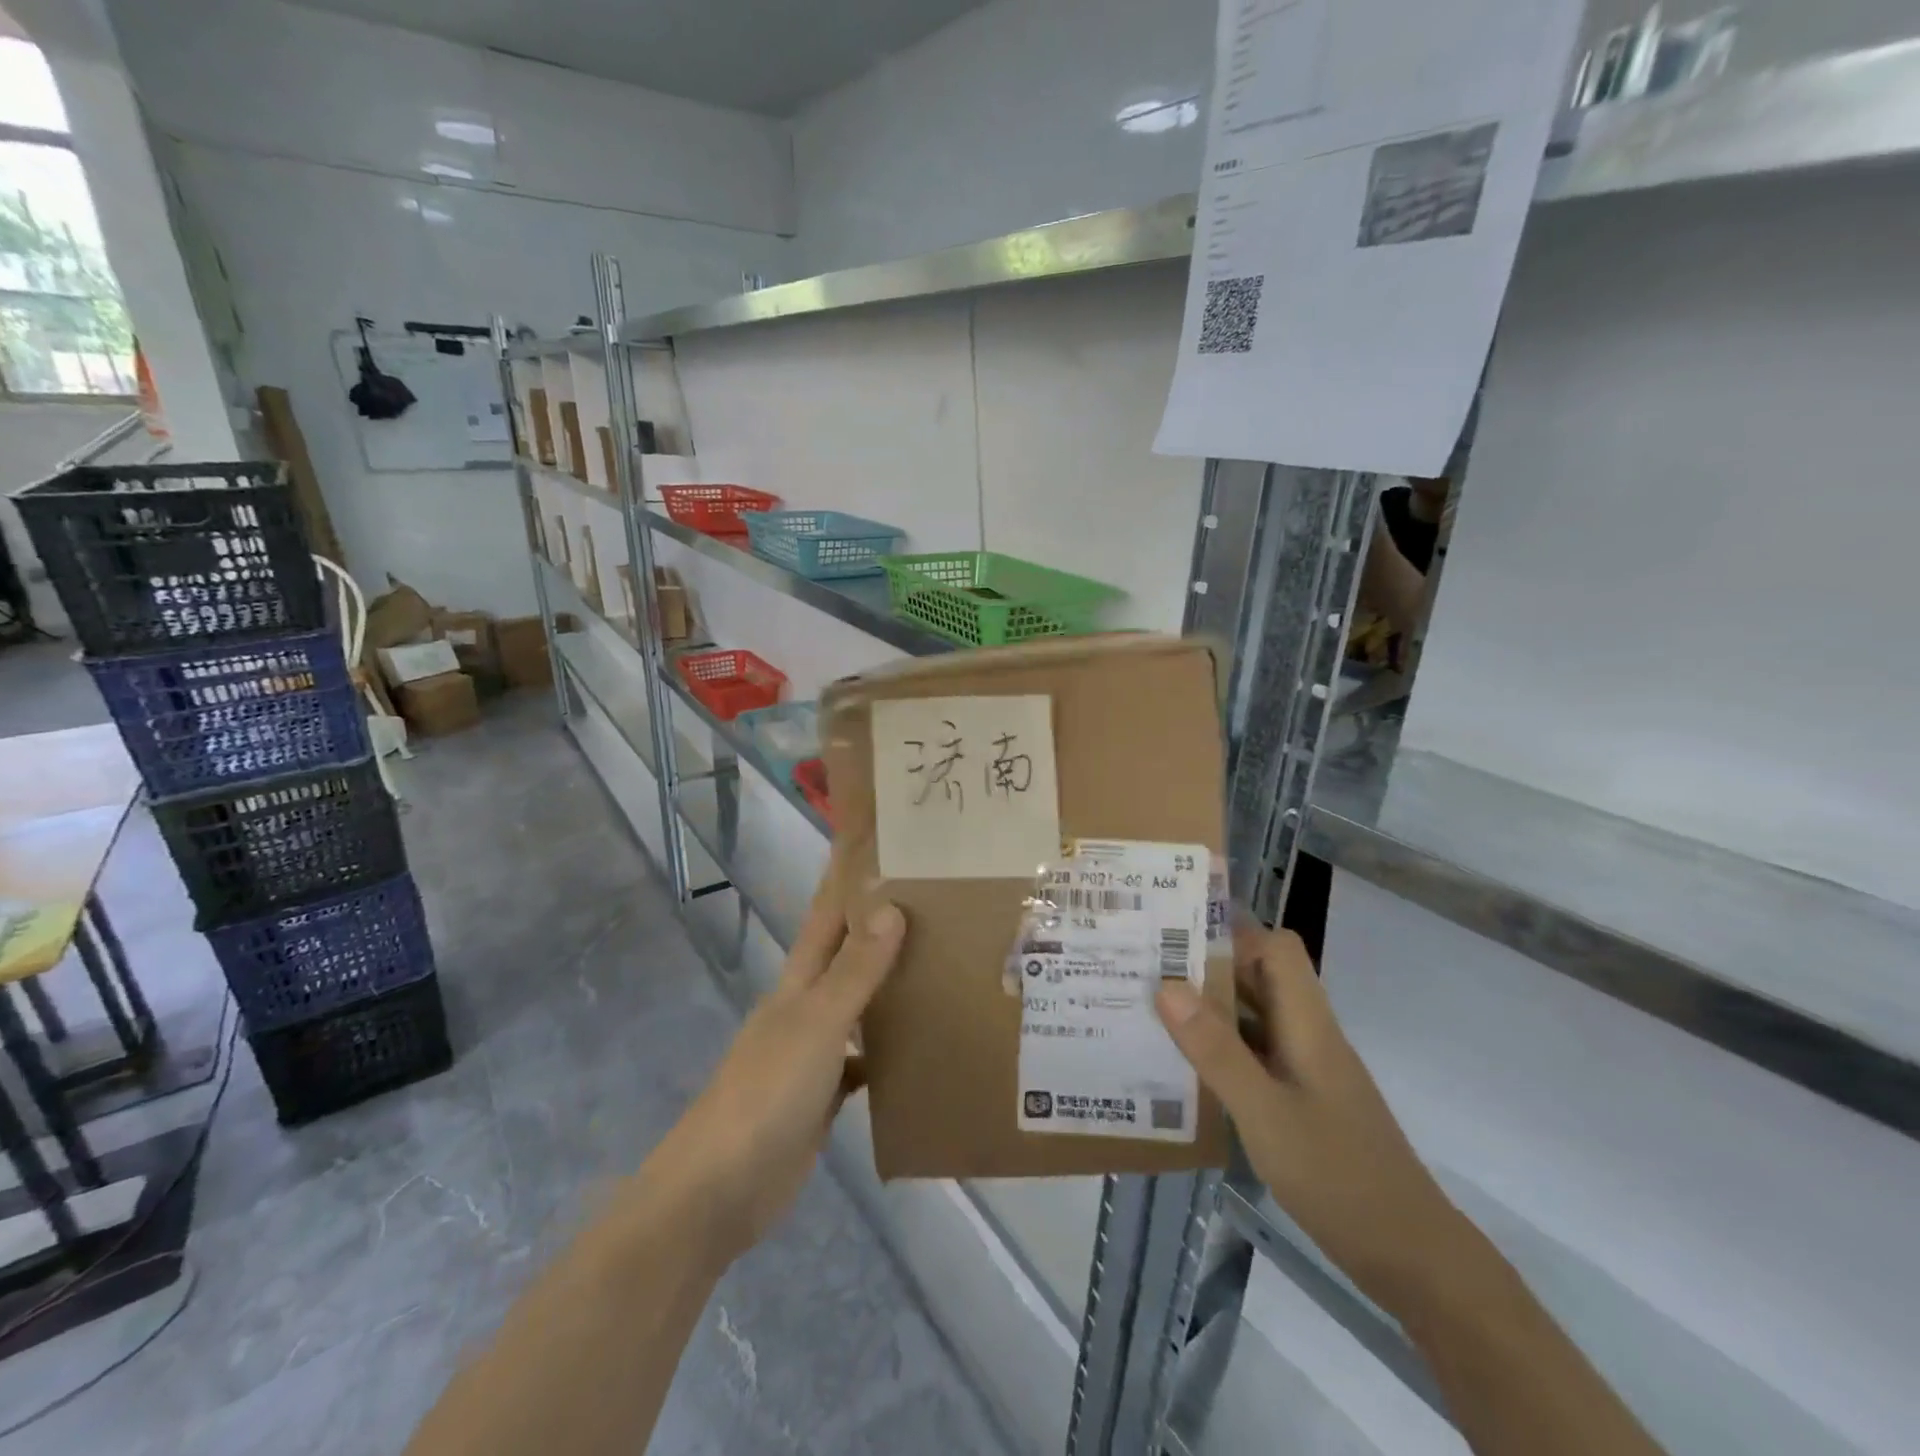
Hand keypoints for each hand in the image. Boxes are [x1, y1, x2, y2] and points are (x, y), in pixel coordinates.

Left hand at [650, 862, 905, 1268]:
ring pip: (859, 1007)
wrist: (720, 1191)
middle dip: (881, 929)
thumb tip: (892, 907)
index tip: (882, 848)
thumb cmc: (767, 1093)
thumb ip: (855, 970)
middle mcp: (806, 1008)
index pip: (827, 916)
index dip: (848, 881)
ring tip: (942, 967)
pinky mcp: (823, 1097)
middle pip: (847, 957)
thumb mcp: (817, 1024)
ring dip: (890, 988)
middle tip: (937, 904)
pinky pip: (864, 1062)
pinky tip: (922, 1049)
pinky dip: (888, 1052)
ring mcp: (813, 1054)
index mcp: (799, 982)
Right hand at [1156, 921, 1468, 1314]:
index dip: (1233, 935)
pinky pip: (1254, 1056)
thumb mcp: (1265, 1112)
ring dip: (1209, 1011)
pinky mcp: (1301, 1101)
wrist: (1410, 1257)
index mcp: (1308, 1023)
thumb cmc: (1338, 1175)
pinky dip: (1220, 1051)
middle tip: (1146, 969)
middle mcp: (1308, 1035)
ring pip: (1254, 1018)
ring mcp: (1306, 1069)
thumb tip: (1167, 986)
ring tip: (1150, 1011)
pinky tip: (1183, 1069)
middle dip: (1207, 968)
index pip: (1277, 948)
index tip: (1177, 939)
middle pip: (1260, 978)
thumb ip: (1216, 1050)